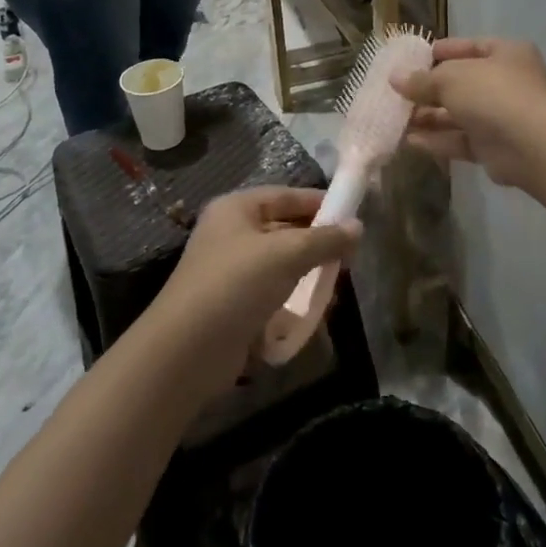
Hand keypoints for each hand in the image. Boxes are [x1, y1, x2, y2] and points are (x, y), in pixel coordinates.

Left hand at [153, 186, 359, 391]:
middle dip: (317, 241)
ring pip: (280, 261)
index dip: (320, 203)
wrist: (187, 351)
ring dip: (308, 271)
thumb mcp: (287, 254)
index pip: (287, 195)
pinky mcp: (232, 302)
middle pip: (284, 227)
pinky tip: (314, 309)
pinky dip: (293, 296)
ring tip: (335, 283)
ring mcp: (229, 269)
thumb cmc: (236, 285)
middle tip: (349, 256)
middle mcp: (230, 232)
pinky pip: (272, 289)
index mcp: (236, 208)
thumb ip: (325, 239)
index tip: (354, 216)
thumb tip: (358, 227)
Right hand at [392, 38, 545, 187]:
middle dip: (429, 90)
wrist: (530, 146)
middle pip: (461, 83)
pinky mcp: (494, 147)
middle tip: (398, 94)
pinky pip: (461, 140)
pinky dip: (437, 140)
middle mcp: (507, 82)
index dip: (441, 51)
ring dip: (429, 117)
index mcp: (506, 54)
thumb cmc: (493, 94)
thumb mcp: (451, 78)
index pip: (470, 47)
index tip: (412, 59)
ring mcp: (502, 116)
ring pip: (459, 114)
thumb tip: (395, 78)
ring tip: (396, 119)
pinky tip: (410, 141)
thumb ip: (422, 79)